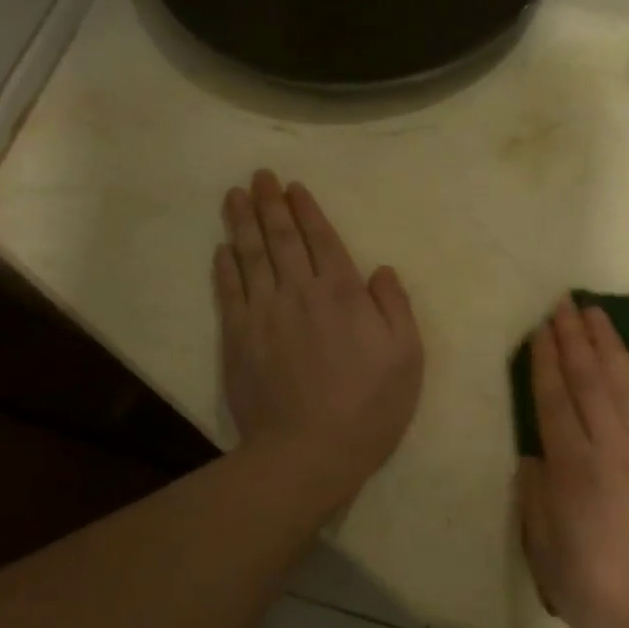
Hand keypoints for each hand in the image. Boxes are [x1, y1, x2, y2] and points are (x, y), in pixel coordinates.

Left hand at [214, 170, 422, 505]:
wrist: (309, 451)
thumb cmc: (370, 406)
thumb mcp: (406, 357)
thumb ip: (395, 307)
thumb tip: (380, 269)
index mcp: (343, 294)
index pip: (322, 240)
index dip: (307, 211)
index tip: (294, 187)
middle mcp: (300, 293)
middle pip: (282, 239)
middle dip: (271, 204)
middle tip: (260, 175)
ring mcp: (264, 314)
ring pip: (250, 256)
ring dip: (242, 222)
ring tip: (235, 195)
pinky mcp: (238, 339)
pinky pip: (229, 292)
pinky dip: (224, 267)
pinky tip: (221, 249)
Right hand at [519, 297, 628, 627]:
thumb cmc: (613, 598)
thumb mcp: (552, 566)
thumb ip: (537, 506)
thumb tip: (532, 457)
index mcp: (577, 474)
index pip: (556, 402)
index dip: (545, 362)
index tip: (539, 330)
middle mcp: (615, 448)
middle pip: (590, 379)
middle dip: (573, 338)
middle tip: (562, 304)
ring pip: (627, 380)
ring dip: (608, 343)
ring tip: (594, 314)